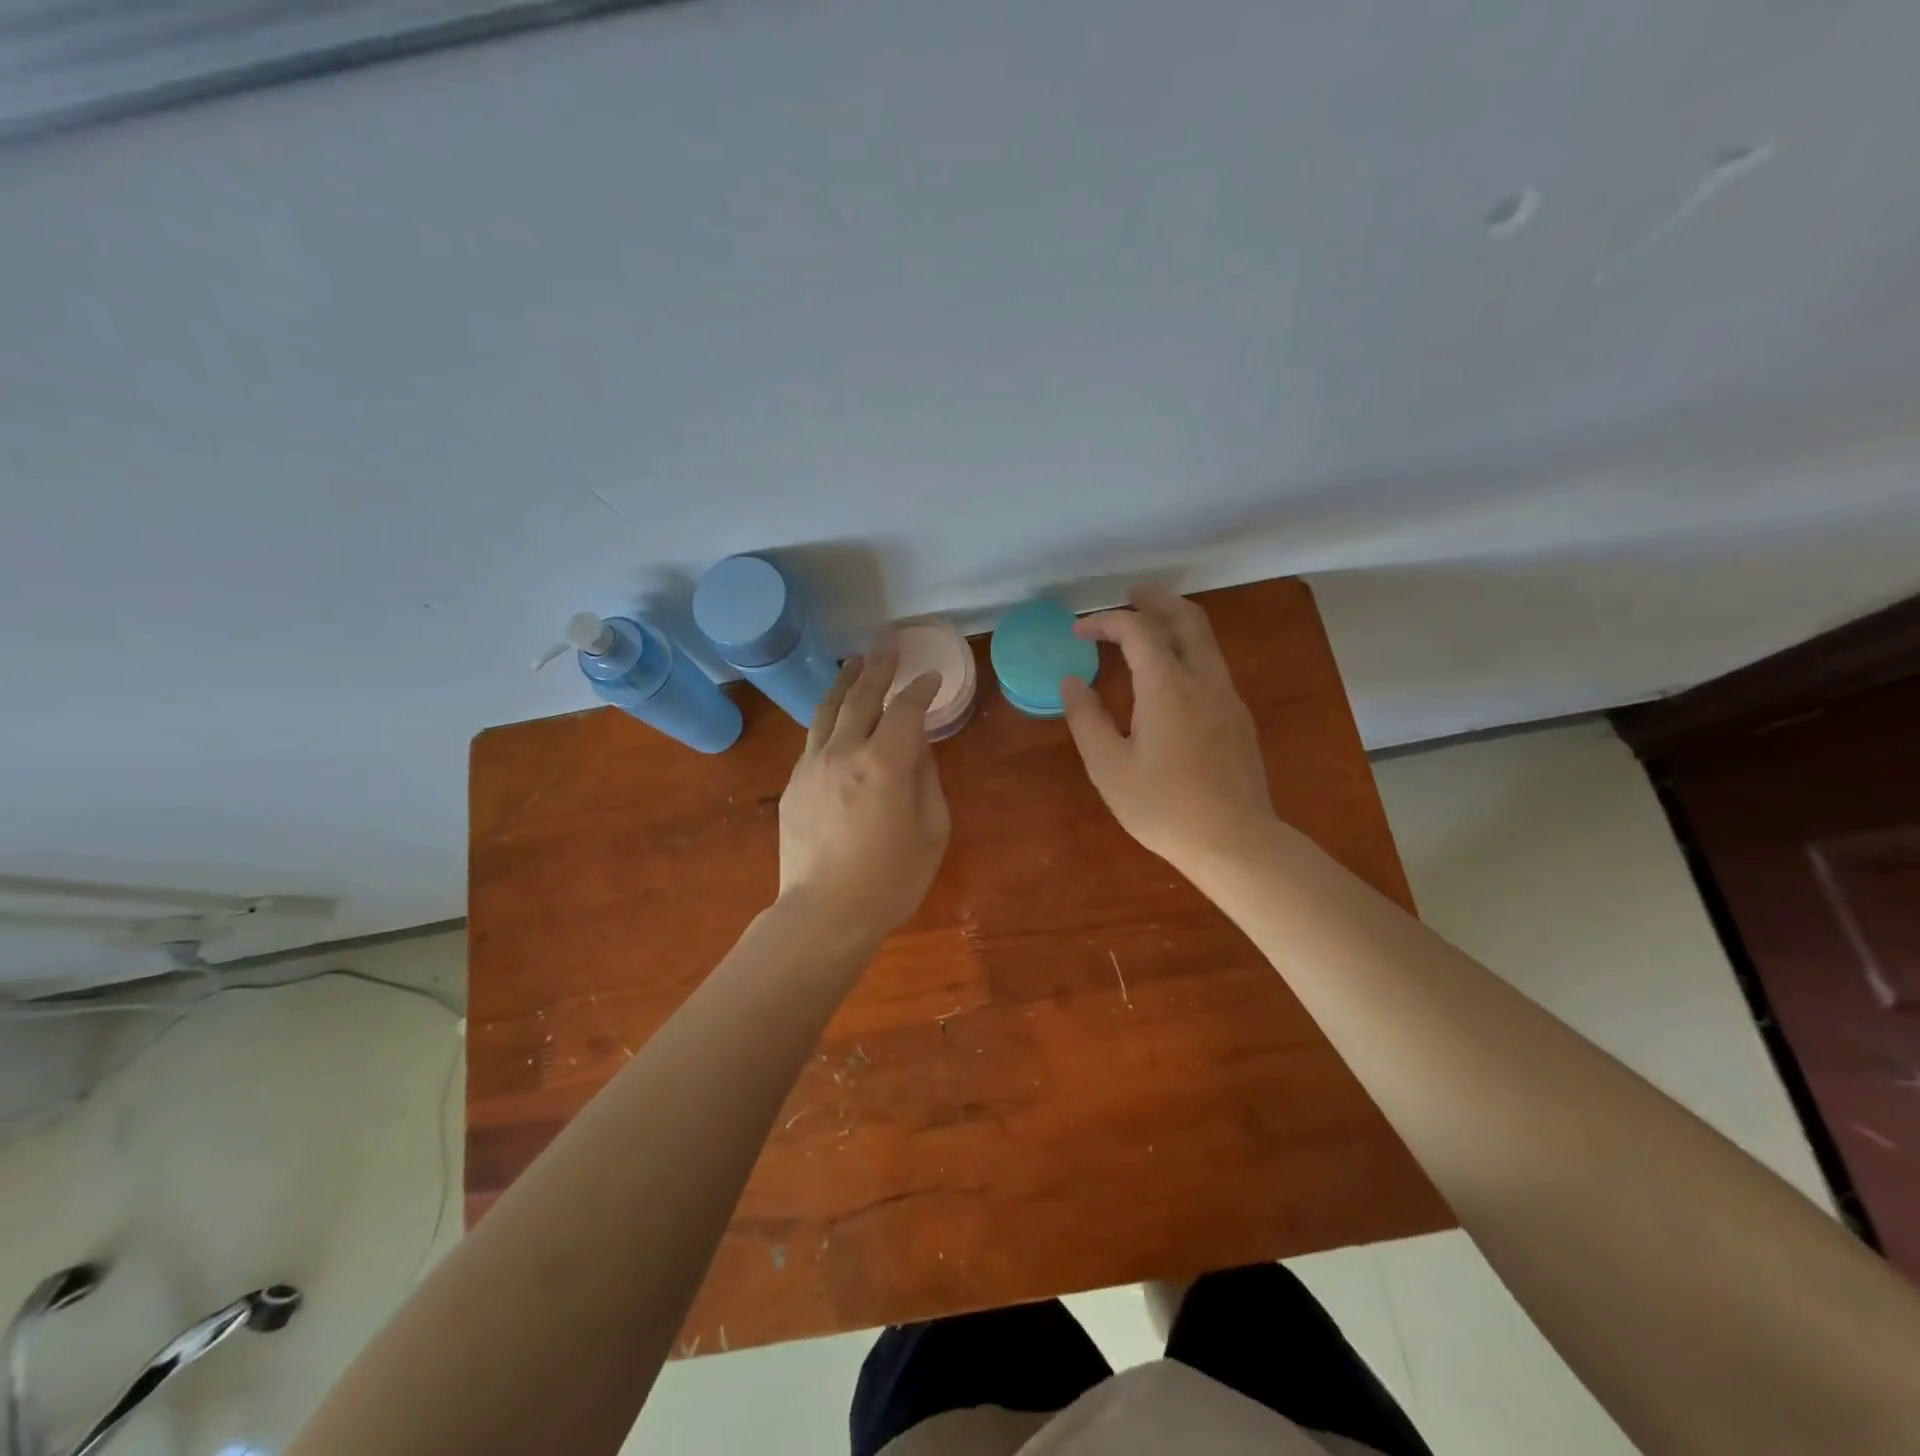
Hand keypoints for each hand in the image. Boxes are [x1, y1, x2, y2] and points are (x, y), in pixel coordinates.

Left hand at [777, 649, 949, 943]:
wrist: (824, 913)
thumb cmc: (891, 879)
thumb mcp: (931, 830)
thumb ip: (926, 779)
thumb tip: (917, 747)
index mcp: (886, 763)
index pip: (906, 709)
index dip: (920, 689)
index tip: (930, 677)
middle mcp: (845, 752)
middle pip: (863, 696)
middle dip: (879, 666)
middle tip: (888, 641)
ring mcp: (812, 765)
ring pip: (829, 709)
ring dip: (846, 681)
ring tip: (856, 660)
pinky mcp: (794, 782)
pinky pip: (814, 737)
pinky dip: (829, 715)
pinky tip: (835, 713)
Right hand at [1061, 585, 1275, 871]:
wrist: (1234, 841)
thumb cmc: (1163, 806)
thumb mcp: (1109, 767)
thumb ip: (1086, 718)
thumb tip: (1071, 681)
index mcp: (1167, 686)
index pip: (1137, 630)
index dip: (1106, 621)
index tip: (1079, 631)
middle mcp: (1203, 679)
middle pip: (1186, 618)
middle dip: (1156, 600)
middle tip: (1130, 594)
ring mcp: (1227, 697)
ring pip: (1206, 640)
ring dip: (1176, 622)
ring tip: (1149, 624)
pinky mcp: (1238, 718)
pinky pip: (1212, 665)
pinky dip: (1188, 649)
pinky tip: (1172, 673)